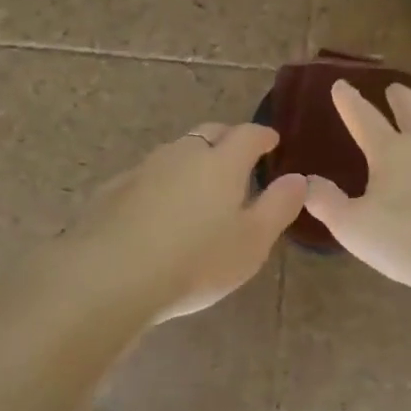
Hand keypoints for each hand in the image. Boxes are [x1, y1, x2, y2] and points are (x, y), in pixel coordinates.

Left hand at [64, 122, 306, 321]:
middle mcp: (182, 155)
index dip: (263, 136)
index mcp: (221, 162)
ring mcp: (143, 170)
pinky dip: (162, 183)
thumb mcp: (252, 242)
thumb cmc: (196, 261)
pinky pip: (147, 176)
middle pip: (208, 134)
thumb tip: (298, 178)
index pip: (248, 135)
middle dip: (227, 139)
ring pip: (175, 153)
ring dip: (192, 160)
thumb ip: (278, 206)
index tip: (272, 142)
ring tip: (200, 185)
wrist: (112, 276)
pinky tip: (159, 208)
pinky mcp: (113, 191)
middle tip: (238, 157)